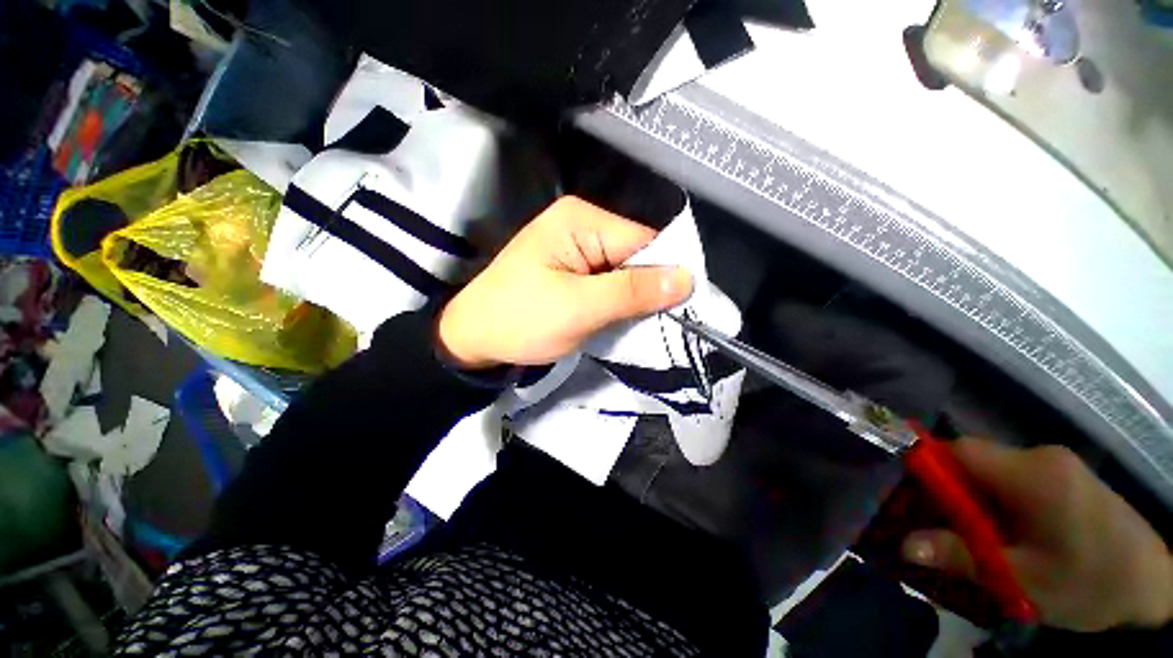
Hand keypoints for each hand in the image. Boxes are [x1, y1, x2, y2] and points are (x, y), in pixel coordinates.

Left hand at [437, 196, 693, 368]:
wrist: (475, 339)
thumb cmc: (520, 320)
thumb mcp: (579, 308)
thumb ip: (632, 292)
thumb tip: (687, 279)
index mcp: (581, 221)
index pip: (644, 239)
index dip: (667, 271)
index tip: (684, 306)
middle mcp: (583, 225)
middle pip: (637, 254)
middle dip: (651, 287)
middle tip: (664, 321)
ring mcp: (578, 249)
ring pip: (627, 271)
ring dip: (636, 297)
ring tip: (642, 323)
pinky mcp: (576, 270)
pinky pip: (611, 281)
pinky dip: (621, 301)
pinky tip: (623, 317)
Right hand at [901, 438, 1172, 631]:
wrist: (1154, 586)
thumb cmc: (1088, 583)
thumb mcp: (1024, 581)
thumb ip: (963, 557)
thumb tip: (905, 544)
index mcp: (1033, 474)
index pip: (960, 451)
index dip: (927, 467)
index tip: (910, 498)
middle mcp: (1042, 456)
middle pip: (974, 460)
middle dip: (951, 490)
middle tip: (940, 528)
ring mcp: (1058, 464)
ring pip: (994, 470)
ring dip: (976, 499)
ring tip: (977, 537)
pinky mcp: (1067, 476)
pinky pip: (1015, 478)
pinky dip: (999, 500)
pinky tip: (1009, 532)